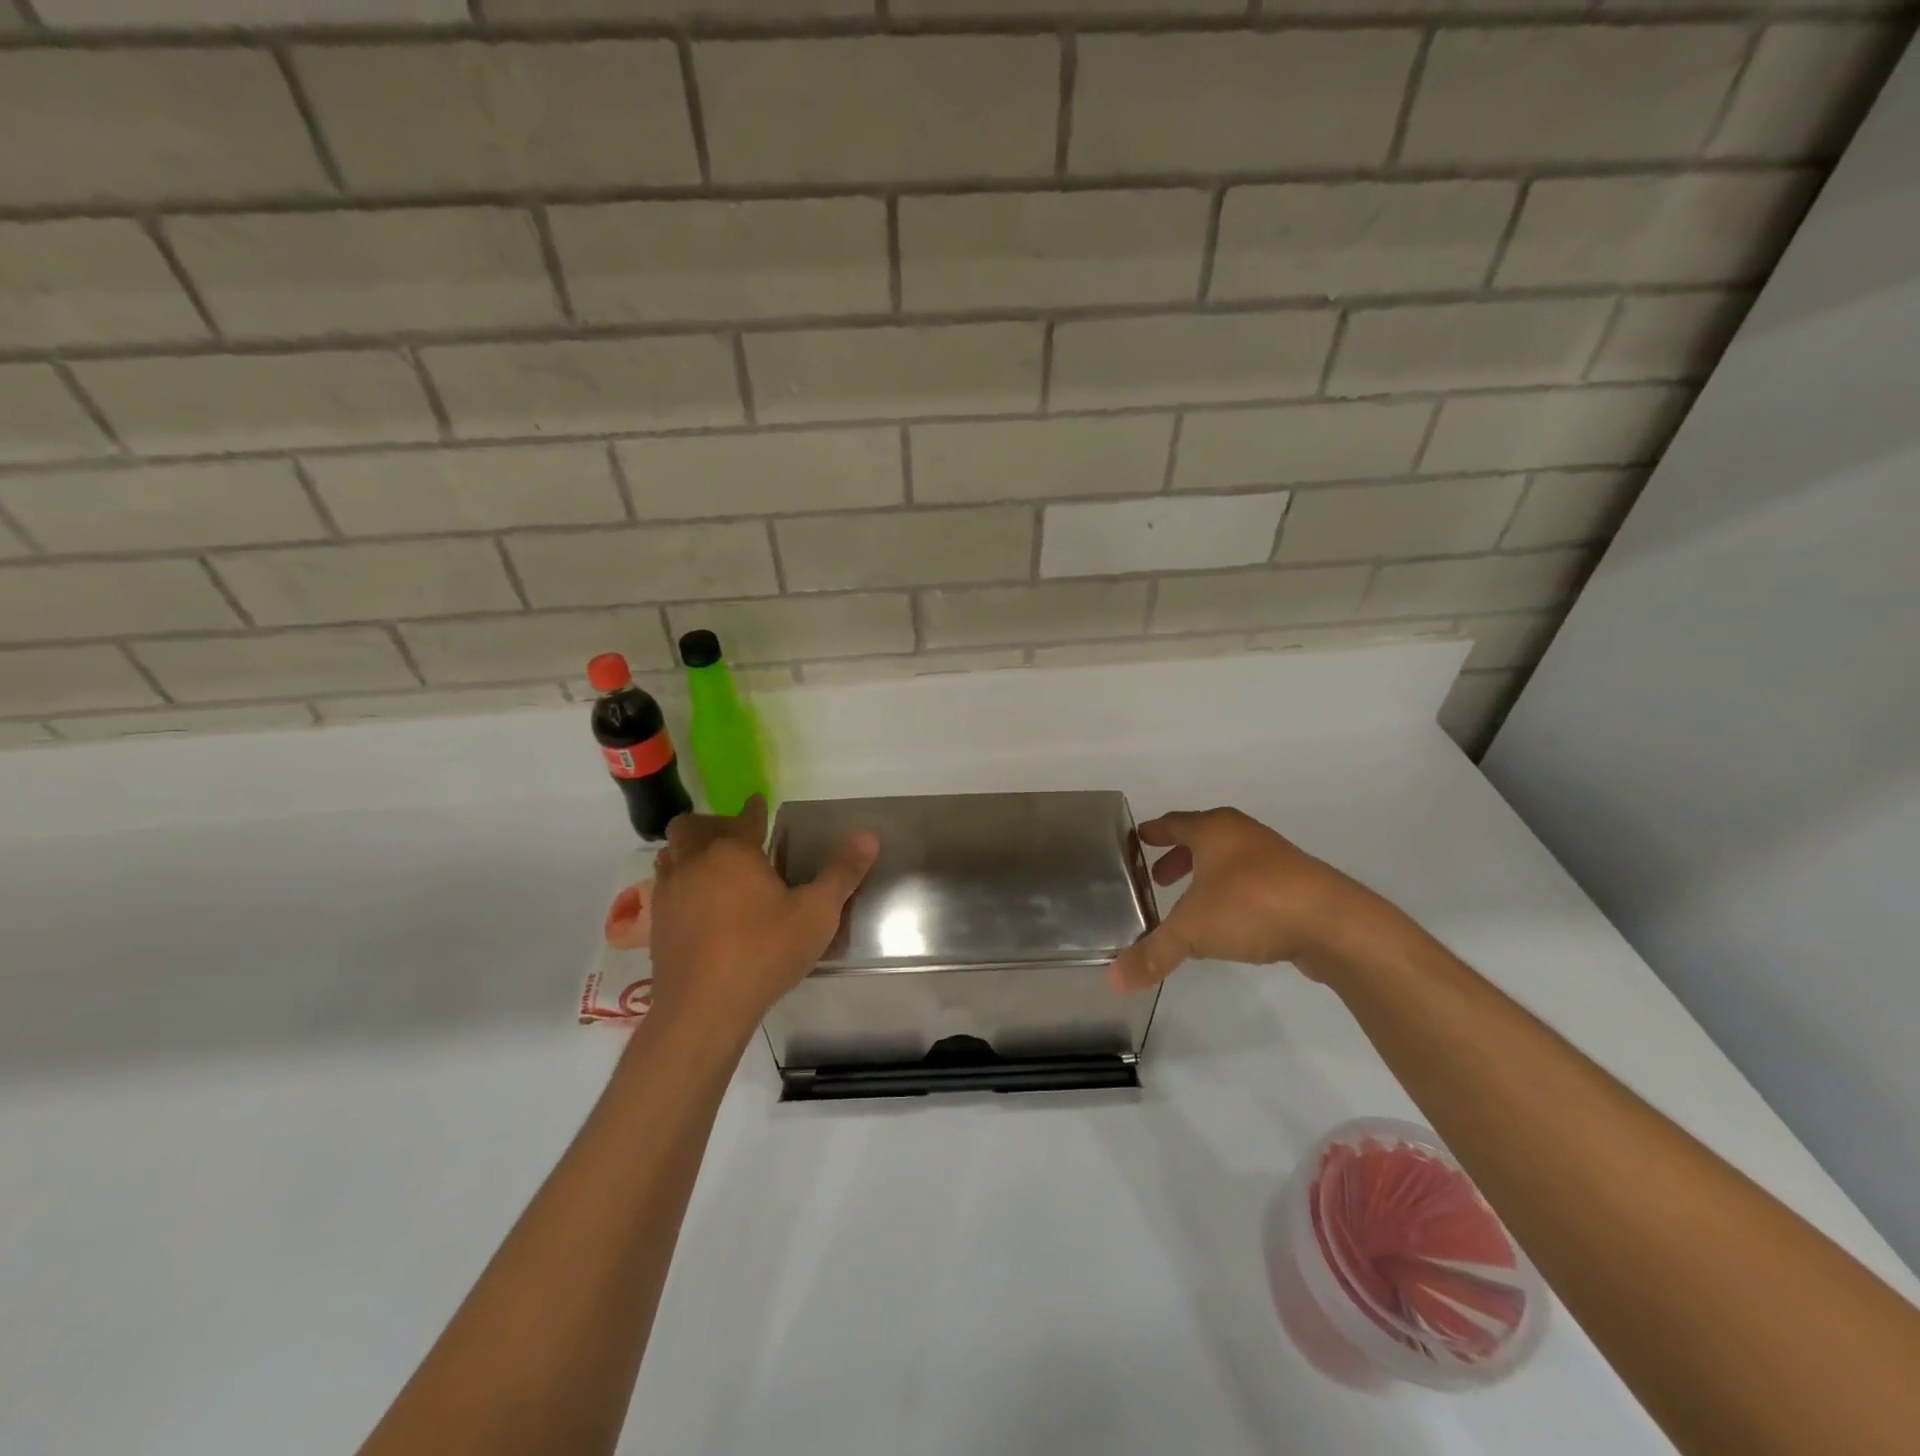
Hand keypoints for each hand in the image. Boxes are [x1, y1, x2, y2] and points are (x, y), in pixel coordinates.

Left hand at [646, 796, 877, 1038]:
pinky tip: (699, 905)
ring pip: (672, 854)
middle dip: (714, 824)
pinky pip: (665, 887)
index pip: (745, 816)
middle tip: (738, 839)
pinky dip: (681, 883)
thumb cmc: (764, 953)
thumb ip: (842, 873)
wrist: (703, 1009)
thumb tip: (869, 836)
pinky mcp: (656, 923)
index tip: (759, 804)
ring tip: (714, 867)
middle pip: (694, 827)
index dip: (755, 809)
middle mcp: (695, 861)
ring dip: (690, 851)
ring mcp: (670, 892)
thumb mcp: (816, 914)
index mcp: (734, 851)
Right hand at [1109, 807, 1380, 991]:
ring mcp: (1274, 858)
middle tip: (1158, 878)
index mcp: (1214, 830)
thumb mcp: (1192, 931)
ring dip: (1207, 876)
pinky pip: (1251, 882)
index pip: (1174, 823)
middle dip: (1178, 857)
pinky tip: (1228, 922)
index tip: (1138, 838)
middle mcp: (1243, 835)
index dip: (1154, 832)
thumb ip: (1153, 953)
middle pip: (1202, 838)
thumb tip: (1113, 982)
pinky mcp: (1296, 885)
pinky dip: (1232, 893)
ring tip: (1190, 902)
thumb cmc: (1252, 906)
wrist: (1335, 924)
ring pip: (1229, 860)